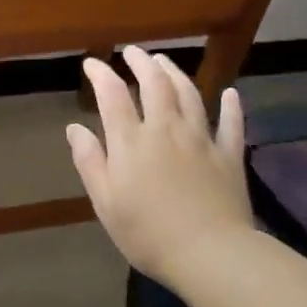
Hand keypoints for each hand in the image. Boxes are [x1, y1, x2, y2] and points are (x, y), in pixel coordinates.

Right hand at [65, 46, 253, 283]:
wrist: (211, 255)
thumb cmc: (149, 233)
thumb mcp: (106, 202)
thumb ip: (90, 161)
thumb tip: (75, 127)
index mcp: (132, 141)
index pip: (113, 95)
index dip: (101, 74)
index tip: (92, 63)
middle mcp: (166, 129)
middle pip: (155, 84)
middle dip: (141, 63)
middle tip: (133, 52)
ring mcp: (201, 140)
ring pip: (189, 94)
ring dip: (175, 73)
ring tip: (165, 61)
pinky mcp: (229, 156)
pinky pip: (231, 124)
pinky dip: (231, 106)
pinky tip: (231, 94)